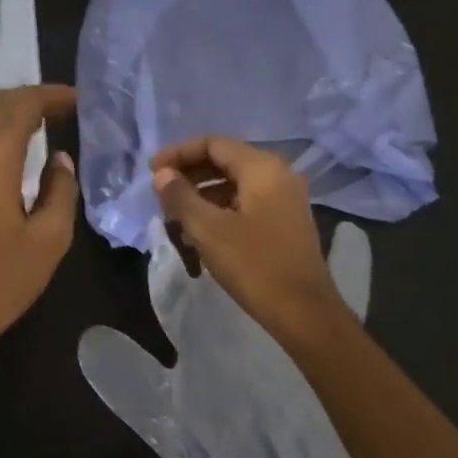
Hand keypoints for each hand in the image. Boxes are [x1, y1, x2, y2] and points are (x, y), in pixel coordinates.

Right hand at [151, 136, 353, 345]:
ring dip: (201, 195)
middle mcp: (278, 175)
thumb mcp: (208, 229)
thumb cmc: (254, 265)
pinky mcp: (285, 223)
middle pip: (224, 162)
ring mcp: (285, 200)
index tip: (152, 172)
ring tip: (174, 217)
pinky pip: (245, 204)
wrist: (304, 313)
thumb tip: (162, 174)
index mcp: (262, 168)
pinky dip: (219, 210)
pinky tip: (199, 234)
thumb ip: (180, 196)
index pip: (213, 144)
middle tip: (160, 194)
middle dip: (189, 175)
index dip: (179, 153)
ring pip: (234, 185)